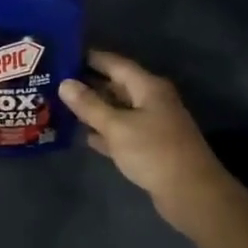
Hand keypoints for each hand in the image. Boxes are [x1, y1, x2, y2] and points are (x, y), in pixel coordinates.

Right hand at [59, 51, 235, 219]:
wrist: (191, 193)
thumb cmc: (154, 152)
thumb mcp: (117, 126)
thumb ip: (90, 105)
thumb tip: (65, 83)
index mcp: (148, 87)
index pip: (115, 63)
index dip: (90, 57)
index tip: (64, 53)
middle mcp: (152, 100)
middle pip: (116, 85)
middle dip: (88, 83)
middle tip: (56, 80)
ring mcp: (152, 124)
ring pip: (118, 110)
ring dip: (94, 108)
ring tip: (62, 105)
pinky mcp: (150, 147)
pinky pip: (122, 132)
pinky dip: (104, 131)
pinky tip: (83, 135)